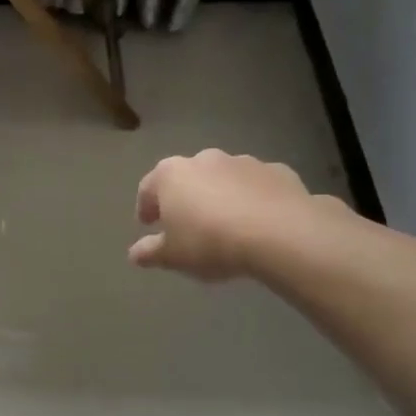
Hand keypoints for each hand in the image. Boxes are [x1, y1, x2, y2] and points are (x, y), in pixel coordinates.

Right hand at [129, 152, 346, 281]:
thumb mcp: (173, 256)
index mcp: (171, 175)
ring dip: (220, 195)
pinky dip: (252, 198)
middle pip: (187, 178)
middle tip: (187, 224)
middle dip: (185, 198)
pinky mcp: (277, 171)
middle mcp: (204, 159)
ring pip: (223, 178)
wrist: (280, 233)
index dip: (146, 207)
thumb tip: (134, 253)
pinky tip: (258, 221)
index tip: (149, 224)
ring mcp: (243, 162)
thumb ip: (150, 252)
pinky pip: (256, 186)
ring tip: (226, 224)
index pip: (148, 188)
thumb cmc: (211, 242)